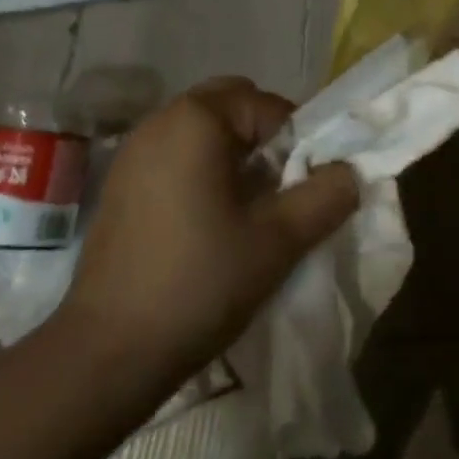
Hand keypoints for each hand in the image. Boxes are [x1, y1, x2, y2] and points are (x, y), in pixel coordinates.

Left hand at [60, 77, 358, 385]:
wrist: (108, 353)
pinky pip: (176, 156)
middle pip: (232, 106)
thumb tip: (350, 171)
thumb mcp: (279, 240)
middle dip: (265, 139)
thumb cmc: (200, 283)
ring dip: (235, 155)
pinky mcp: (120, 185)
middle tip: (281, 189)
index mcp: (196, 121)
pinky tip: (211, 222)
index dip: (299, 140)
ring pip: (203, 132)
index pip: (268, 105)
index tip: (307, 186)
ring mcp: (133, 153)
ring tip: (251, 208)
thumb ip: (326, 196)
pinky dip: (204, 171)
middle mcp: (159, 123)